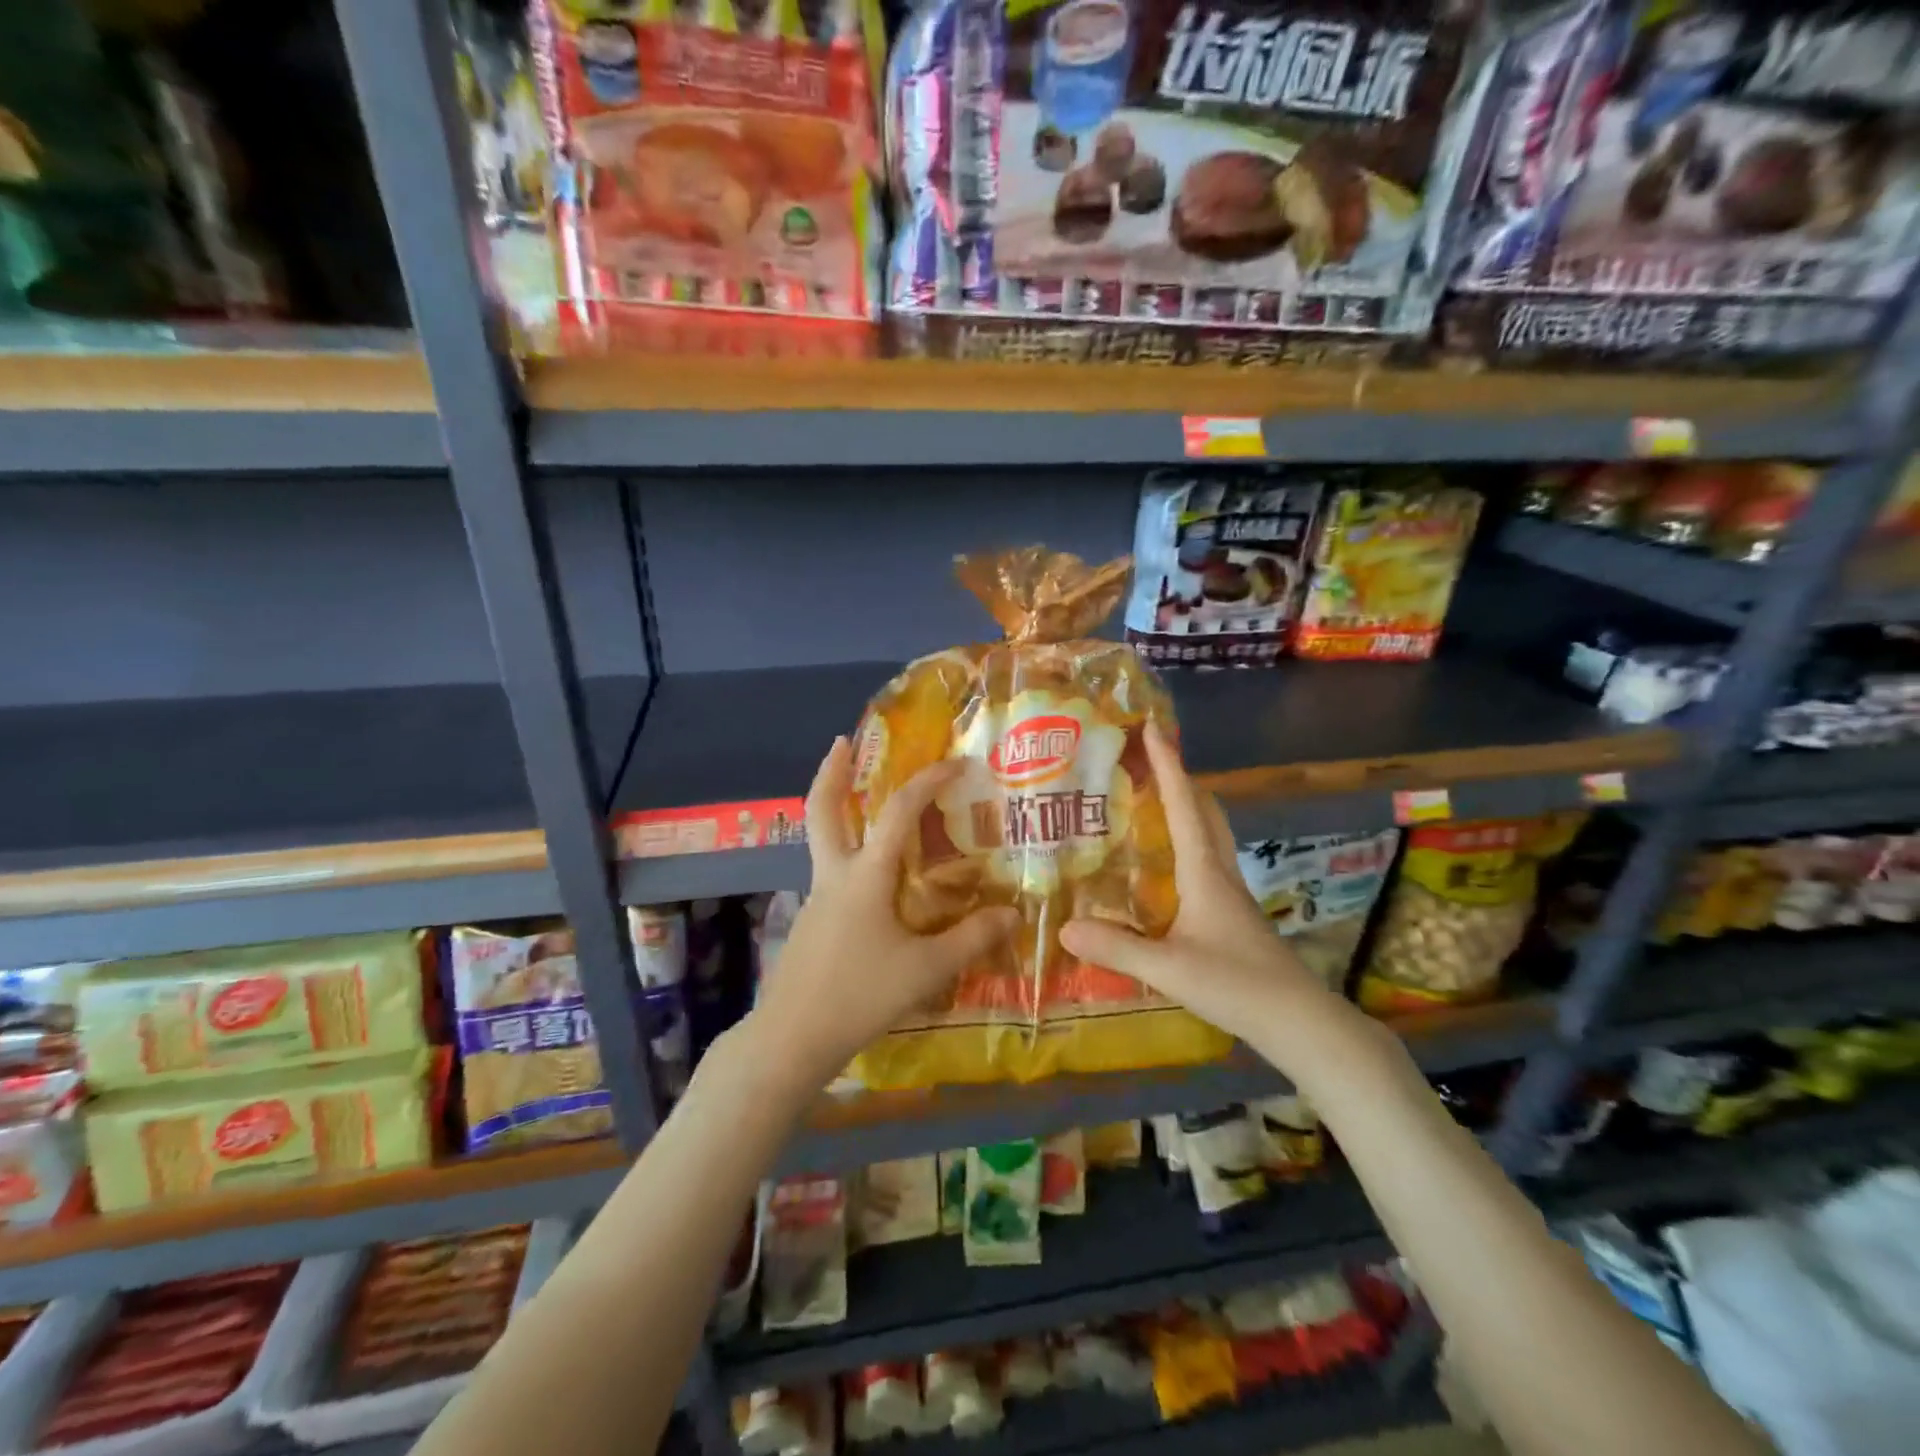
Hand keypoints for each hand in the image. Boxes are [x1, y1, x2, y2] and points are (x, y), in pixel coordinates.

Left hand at [746, 737, 1017, 1090]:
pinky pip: (831, 873)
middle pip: (822, 810)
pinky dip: (847, 854)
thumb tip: (1012, 914)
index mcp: (865, 875)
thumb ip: (971, 940)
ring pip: (822, 840)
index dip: (928, 781)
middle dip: (831, 772)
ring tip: (863, 803)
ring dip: (836, 810)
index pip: (898, 811)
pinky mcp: (811, 922)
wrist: (791, 1038)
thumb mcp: (926, 969)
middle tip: (842, 742)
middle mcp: (835, 875)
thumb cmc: (860, 995)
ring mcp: (816, 898)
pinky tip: (871, 881)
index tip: (956, 763)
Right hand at [1059, 724, 1353, 1061]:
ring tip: (1151, 801)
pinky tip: (1166, 863)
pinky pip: (1206, 859)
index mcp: (1204, 871)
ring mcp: (1230, 893)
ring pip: (1209, 833)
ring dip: (1186, 807)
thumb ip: (1116, 947)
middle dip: (1178, 778)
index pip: (1184, 805)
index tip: (1153, 728)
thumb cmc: (1236, 984)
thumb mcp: (1168, 967)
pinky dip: (1187, 840)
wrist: (1298, 1020)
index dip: (1168, 765)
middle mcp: (1219, 872)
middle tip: (1148, 761)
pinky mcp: (1231, 913)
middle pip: (1204, 810)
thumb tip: (1064, 927)